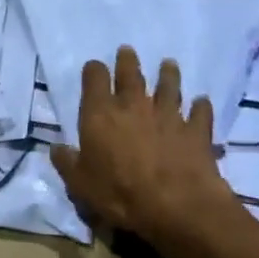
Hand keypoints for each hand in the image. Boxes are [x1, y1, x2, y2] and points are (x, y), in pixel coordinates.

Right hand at [51, 48, 234, 241]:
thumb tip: (56, 148)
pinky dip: (200, 106)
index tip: (94, 69)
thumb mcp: (80, 184)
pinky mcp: (196, 130)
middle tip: (127, 51)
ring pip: (169, 85)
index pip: (94, 78)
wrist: (176, 205)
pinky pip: (200, 112)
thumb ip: (67, 162)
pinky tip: (201, 102)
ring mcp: (168, 114)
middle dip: (127, 61)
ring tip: (168, 64)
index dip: (93, 71)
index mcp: (101, 114)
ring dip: (168, 73)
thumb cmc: (119, 194)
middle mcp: (134, 105)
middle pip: (131, 74)